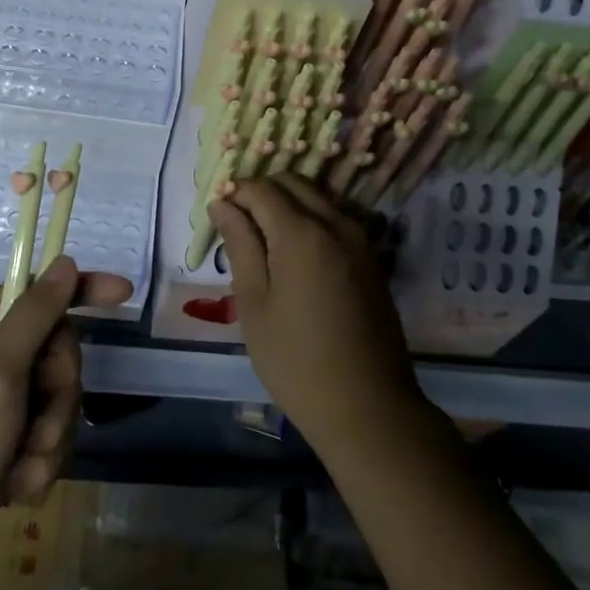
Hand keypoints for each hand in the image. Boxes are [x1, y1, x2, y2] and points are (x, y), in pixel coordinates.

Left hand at [0, 257, 132, 589]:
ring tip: (21, 468)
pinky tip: (15, 491)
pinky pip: (45, 438)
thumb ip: (34, 316)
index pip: (37, 293)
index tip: (124, 294)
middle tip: (38, 422)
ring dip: (49, 437)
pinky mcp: (2, 447)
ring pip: (56, 400)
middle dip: (59, 393)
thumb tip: (64, 261)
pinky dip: (38, 465)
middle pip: (55, 351)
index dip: (80, 290)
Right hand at [211, 174, 427, 457]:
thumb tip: (223, 203)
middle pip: (293, 182)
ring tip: (263, 239)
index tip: (218, 215)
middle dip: (261, 191)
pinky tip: (295, 253)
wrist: (367, 407)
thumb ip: (240, 244)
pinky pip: (336, 217)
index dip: (235, 193)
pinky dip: (311, 217)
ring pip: (317, 196)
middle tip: (238, 224)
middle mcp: (335, 223)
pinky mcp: (371, 258)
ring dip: (288, 202)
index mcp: (301, 233)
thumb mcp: (254, 303)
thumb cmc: (295, 360)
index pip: (261, 188)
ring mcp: (360, 239)